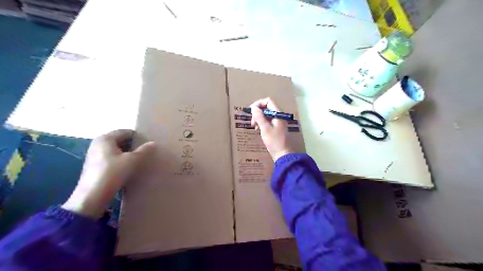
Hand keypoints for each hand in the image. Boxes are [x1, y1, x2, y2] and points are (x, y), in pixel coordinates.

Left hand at [63, 129, 153, 218]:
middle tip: (146, 151)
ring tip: (140, 160)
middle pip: (121, 140)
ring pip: (117, 150)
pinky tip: (129, 167)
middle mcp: (98, 144)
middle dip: (133, 145)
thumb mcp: (132, 160)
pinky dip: (122, 160)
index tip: (148, 143)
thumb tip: (153, 143)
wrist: (92, 196)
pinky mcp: (96, 166)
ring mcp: (95, 155)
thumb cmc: (112, 173)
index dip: (138, 136)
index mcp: (105, 138)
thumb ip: (144, 150)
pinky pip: (112, 158)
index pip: (126, 132)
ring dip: (128, 153)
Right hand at [253, 98, 293, 160]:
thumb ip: (259, 117)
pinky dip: (262, 124)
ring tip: (255, 127)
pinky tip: (258, 130)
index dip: (258, 104)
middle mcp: (279, 116)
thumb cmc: (274, 141)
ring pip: (266, 115)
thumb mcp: (265, 129)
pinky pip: (267, 122)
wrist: (283, 155)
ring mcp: (278, 123)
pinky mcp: (276, 129)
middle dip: (258, 113)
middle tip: (252, 122)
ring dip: (259, 119)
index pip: (268, 101)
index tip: (251, 111)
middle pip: (266, 108)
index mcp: (278, 114)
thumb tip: (253, 108)